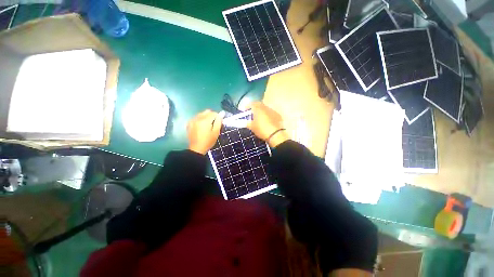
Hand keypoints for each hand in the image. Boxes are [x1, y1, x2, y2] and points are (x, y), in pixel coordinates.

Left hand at [187, 110, 223, 154]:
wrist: (197, 149)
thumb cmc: (208, 141)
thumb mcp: (216, 132)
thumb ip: (219, 121)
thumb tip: (222, 113)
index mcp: (205, 120)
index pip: (214, 113)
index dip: (218, 117)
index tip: (219, 123)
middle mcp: (198, 118)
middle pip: (207, 111)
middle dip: (212, 116)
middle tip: (213, 124)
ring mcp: (192, 120)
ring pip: (201, 114)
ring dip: (206, 117)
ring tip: (207, 126)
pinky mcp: (189, 123)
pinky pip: (196, 117)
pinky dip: (200, 119)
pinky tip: (201, 127)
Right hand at [246, 102, 289, 147]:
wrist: (275, 134)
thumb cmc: (261, 129)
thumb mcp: (252, 127)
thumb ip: (247, 123)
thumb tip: (244, 122)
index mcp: (258, 109)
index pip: (251, 104)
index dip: (247, 106)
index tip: (244, 110)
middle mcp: (266, 107)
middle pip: (259, 104)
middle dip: (254, 108)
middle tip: (251, 113)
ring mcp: (273, 111)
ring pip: (265, 109)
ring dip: (261, 111)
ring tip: (259, 118)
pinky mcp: (278, 115)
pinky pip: (271, 113)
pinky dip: (268, 115)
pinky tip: (267, 121)